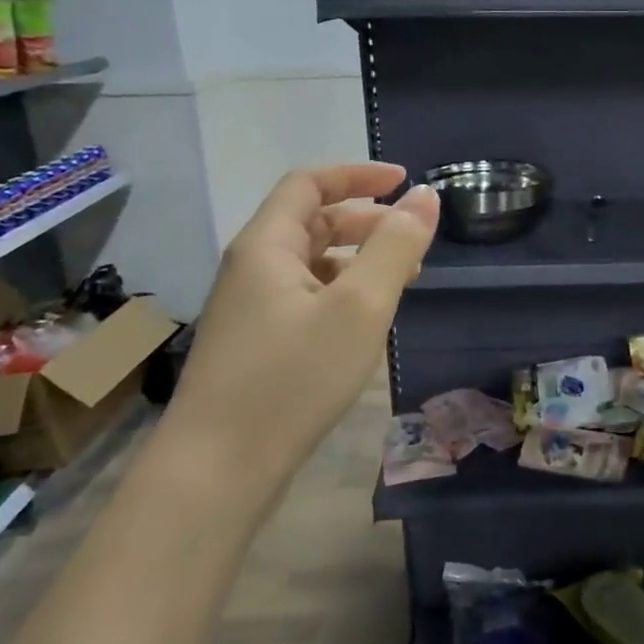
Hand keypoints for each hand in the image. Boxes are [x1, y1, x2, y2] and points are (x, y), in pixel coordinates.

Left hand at [172, 164, 437, 470]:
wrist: (218, 469)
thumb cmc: (293, 378)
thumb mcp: (360, 307)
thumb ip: (396, 248)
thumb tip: (425, 197)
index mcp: (266, 246)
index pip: (309, 184)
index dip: (357, 175)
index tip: (404, 180)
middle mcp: (251, 268)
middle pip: (309, 222)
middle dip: (364, 220)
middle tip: (410, 238)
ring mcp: (249, 309)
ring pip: (309, 264)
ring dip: (355, 259)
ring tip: (399, 281)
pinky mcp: (255, 345)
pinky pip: (304, 298)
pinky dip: (341, 293)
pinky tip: (364, 323)